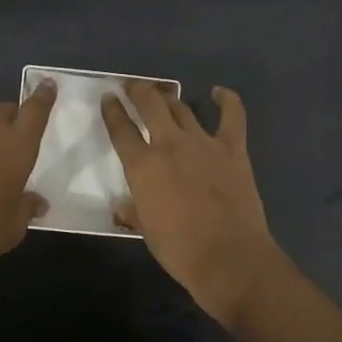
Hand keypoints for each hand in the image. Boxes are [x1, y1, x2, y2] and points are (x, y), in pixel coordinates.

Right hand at [102, 82, 282, 326]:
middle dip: (138, 90)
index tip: (108, 97)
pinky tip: (219, 92)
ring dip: (171, 98)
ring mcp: (203, 142)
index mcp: (142, 165)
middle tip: (133, 86)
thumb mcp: (145, 231)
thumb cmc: (179, 250)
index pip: (121, 129)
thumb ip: (133, 211)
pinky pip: (232, 116)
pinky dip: (227, 100)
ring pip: (183, 108)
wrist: (228, 256)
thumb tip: (122, 206)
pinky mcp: (233, 148)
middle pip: (150, 104)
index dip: (112, 110)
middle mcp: (169, 144)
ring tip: (164, 94)